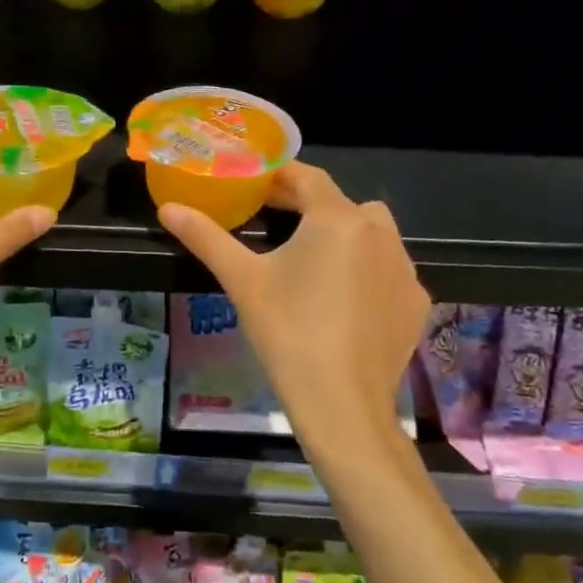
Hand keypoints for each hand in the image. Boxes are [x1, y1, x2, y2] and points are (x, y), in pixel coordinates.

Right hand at [159, 163, 431, 438]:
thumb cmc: (287, 332)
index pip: (308, 177)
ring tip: (310, 258)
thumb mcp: (241, 280)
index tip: (254, 185)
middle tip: (274, 218)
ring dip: (343, 234)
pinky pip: (388, 269)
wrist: (343, 405)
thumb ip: (205, 237)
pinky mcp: (415, 303)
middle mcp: (380, 234)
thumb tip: (168, 208)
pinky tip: (343, 299)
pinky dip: (367, 270)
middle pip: (341, 203)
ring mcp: (404, 269)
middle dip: (308, 205)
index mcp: (337, 219)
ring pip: (372, 233)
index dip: (279, 176)